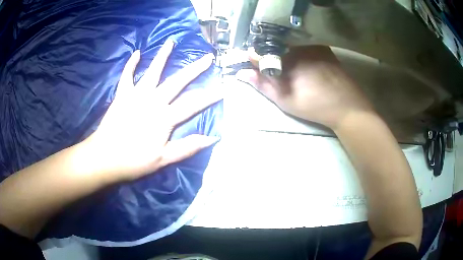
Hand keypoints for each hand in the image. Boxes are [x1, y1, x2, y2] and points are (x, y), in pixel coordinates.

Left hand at [84, 39, 221, 181]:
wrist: (105, 157)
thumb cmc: (134, 160)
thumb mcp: (164, 159)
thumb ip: (188, 147)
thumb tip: (212, 138)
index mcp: (165, 117)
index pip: (193, 104)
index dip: (210, 96)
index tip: (224, 87)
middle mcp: (153, 100)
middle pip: (177, 81)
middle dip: (195, 69)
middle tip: (207, 57)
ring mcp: (136, 94)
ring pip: (153, 71)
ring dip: (163, 55)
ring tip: (171, 42)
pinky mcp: (122, 94)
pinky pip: (127, 75)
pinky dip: (131, 64)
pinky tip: (136, 53)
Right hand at [237, 46, 372, 129]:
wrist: (347, 107)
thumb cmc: (315, 106)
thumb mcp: (286, 100)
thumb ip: (263, 85)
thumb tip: (242, 73)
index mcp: (287, 60)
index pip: (262, 53)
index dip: (256, 60)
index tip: (256, 68)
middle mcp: (298, 48)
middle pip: (276, 49)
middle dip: (273, 60)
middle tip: (281, 75)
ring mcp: (313, 47)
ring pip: (292, 48)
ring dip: (288, 57)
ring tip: (297, 74)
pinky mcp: (324, 49)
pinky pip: (306, 48)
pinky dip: (302, 55)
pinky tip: (309, 69)